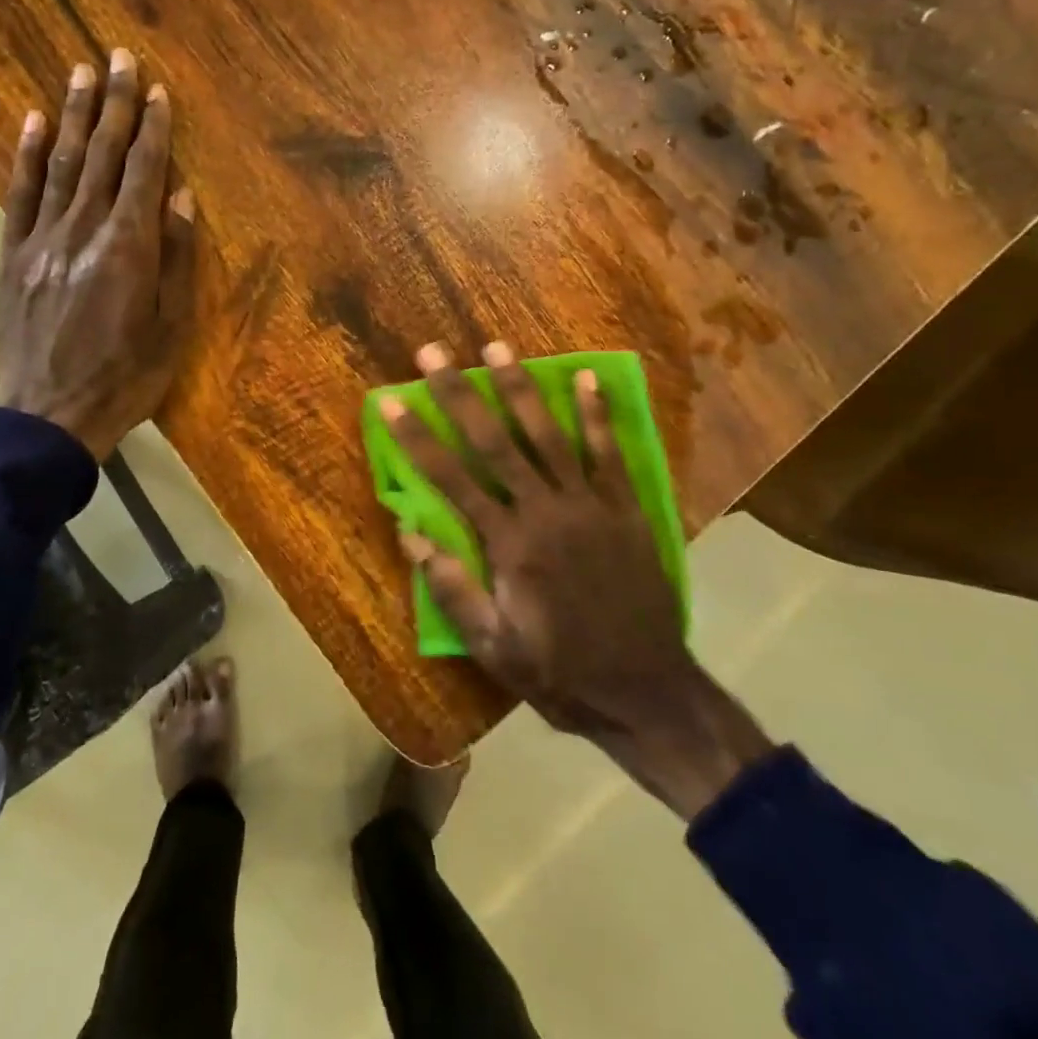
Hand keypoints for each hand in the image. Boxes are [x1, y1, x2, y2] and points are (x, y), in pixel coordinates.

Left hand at [0, 49, 195, 459]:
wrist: (49, 417)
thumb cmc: (126, 378)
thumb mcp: (172, 327)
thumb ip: (178, 259)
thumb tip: (183, 199)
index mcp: (128, 249)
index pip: (143, 173)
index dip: (153, 129)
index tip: (157, 90)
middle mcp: (83, 232)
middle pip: (102, 156)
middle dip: (113, 104)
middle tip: (117, 56)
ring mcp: (41, 241)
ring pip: (61, 165)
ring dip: (73, 116)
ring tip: (80, 71)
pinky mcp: (11, 257)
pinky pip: (19, 196)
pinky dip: (26, 156)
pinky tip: (33, 122)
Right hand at [382, 342, 773, 819]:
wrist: (645, 692)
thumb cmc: (559, 672)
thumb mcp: (494, 646)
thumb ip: (453, 588)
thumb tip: (410, 534)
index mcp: (509, 544)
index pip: (451, 479)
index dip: (417, 438)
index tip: (392, 401)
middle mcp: (546, 511)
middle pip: (495, 442)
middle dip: (459, 394)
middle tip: (433, 353)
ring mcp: (590, 504)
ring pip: (549, 434)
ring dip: (519, 387)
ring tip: (496, 347)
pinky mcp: (626, 508)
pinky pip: (609, 452)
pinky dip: (597, 413)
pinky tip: (586, 377)